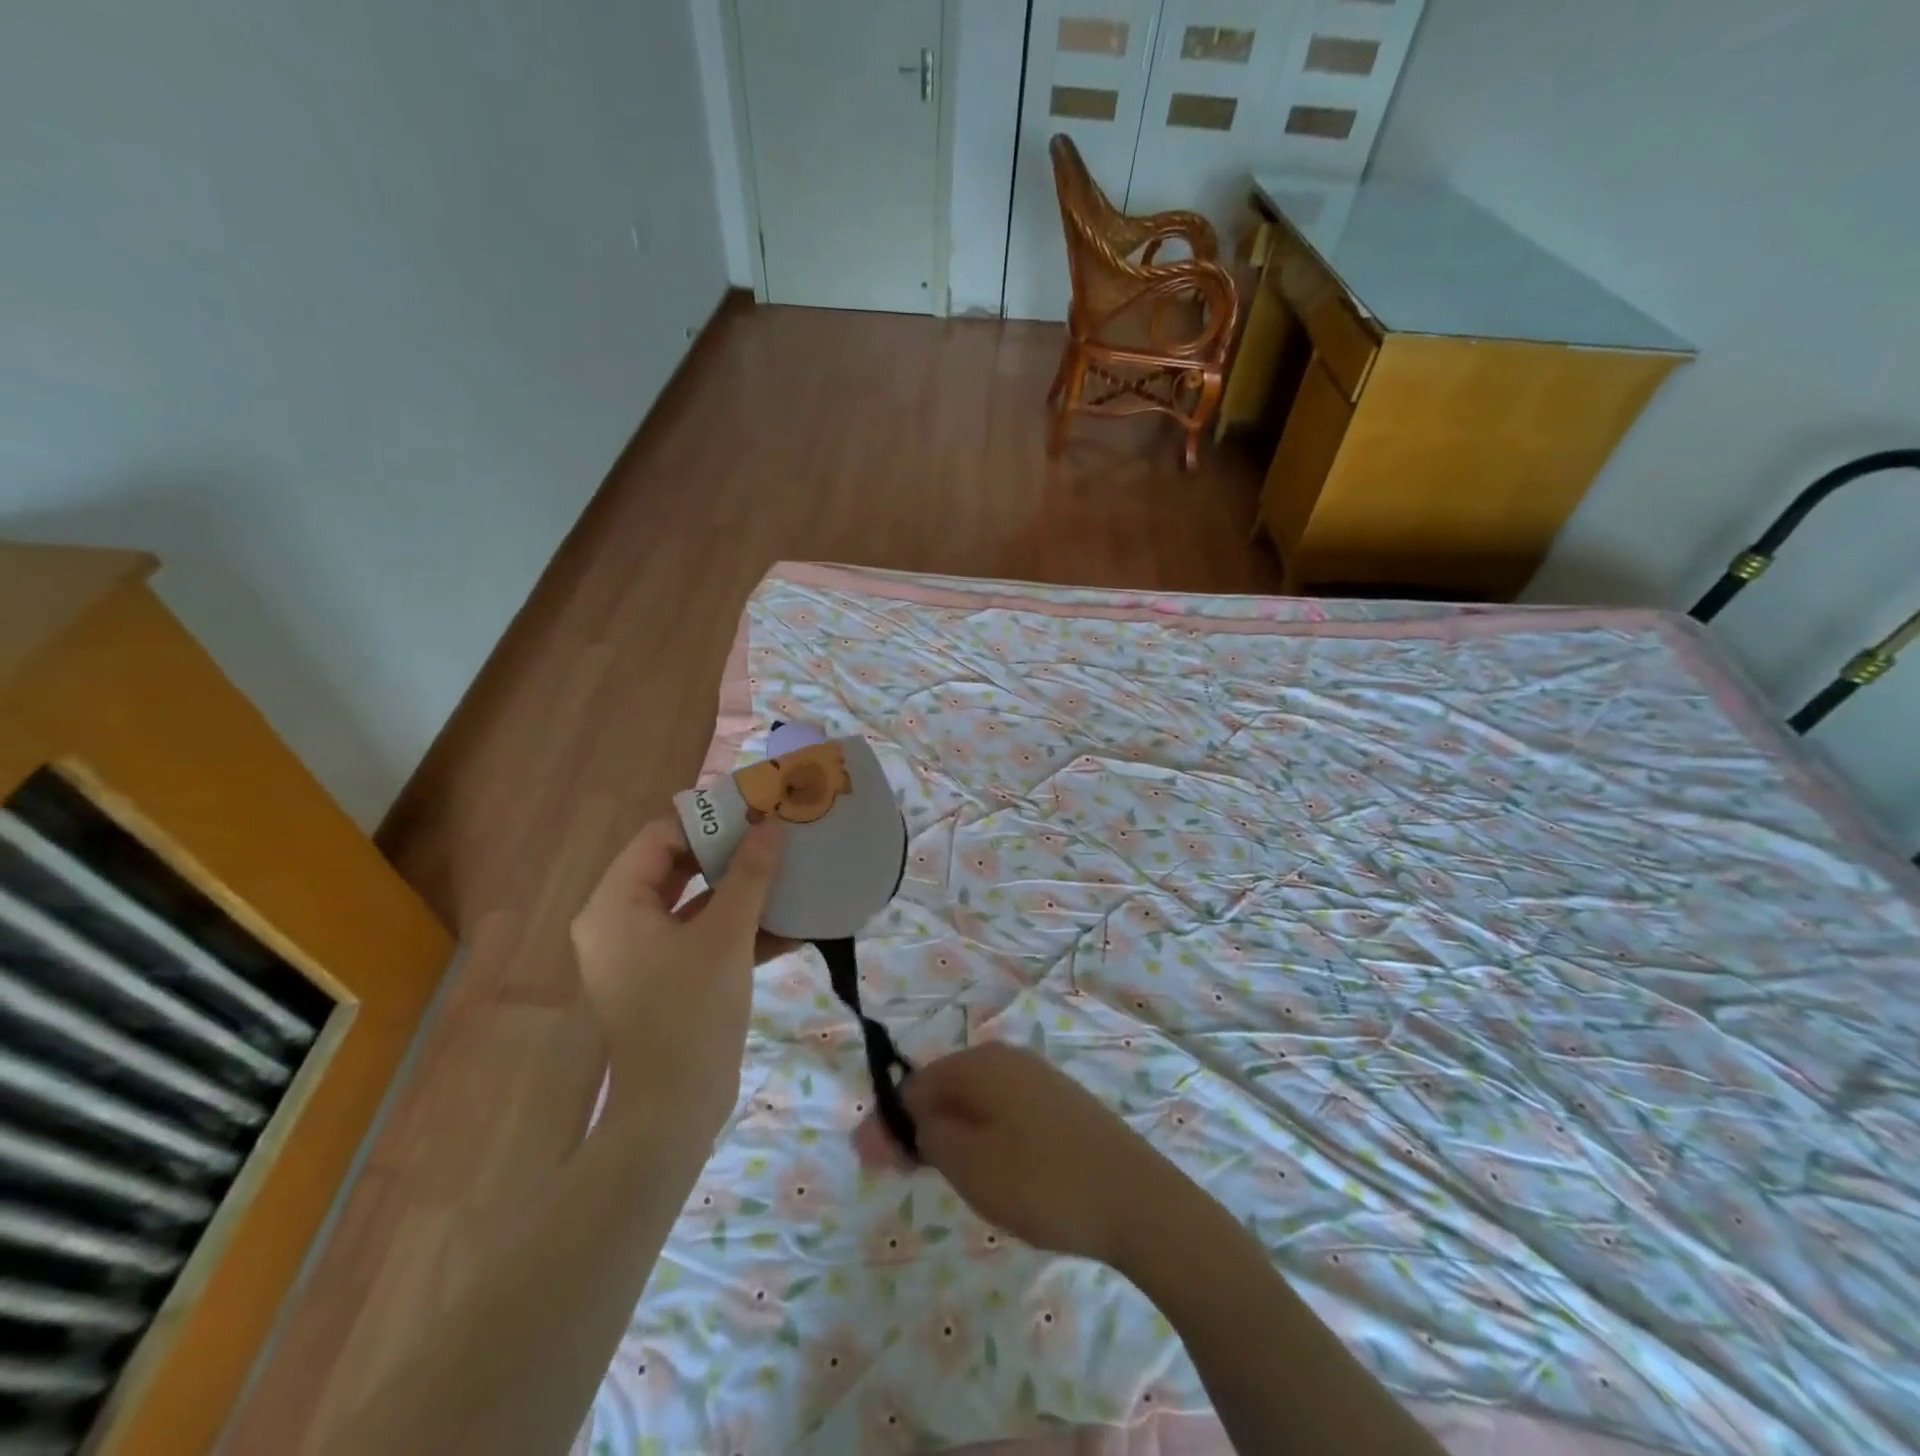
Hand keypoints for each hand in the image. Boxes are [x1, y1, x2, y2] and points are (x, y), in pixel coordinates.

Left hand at [571, 815, 785, 1141]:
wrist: (674, 1112)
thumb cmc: (691, 1011)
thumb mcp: (726, 935)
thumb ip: (749, 875)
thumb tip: (772, 825)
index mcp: (615, 905)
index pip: (659, 837)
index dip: (707, 820)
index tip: (756, 810)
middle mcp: (618, 923)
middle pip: (675, 867)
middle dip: (728, 853)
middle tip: (775, 836)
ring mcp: (641, 955)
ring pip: (692, 903)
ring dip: (739, 891)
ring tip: (786, 871)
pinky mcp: (665, 980)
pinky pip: (700, 938)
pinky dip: (737, 929)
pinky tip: (789, 926)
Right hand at [852, 1043, 1180, 1266]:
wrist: (1136, 1199)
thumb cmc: (1041, 1180)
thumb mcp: (968, 1164)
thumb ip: (923, 1138)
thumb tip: (891, 1122)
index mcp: (980, 1063)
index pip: (916, 1084)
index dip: (891, 1124)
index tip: (877, 1168)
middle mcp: (1007, 1058)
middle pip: (946, 1088)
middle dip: (920, 1129)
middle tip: (909, 1178)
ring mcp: (1038, 1078)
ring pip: (976, 1102)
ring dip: (952, 1135)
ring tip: (951, 1180)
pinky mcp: (1061, 1103)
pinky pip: (1005, 1112)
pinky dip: (986, 1136)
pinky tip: (994, 1171)